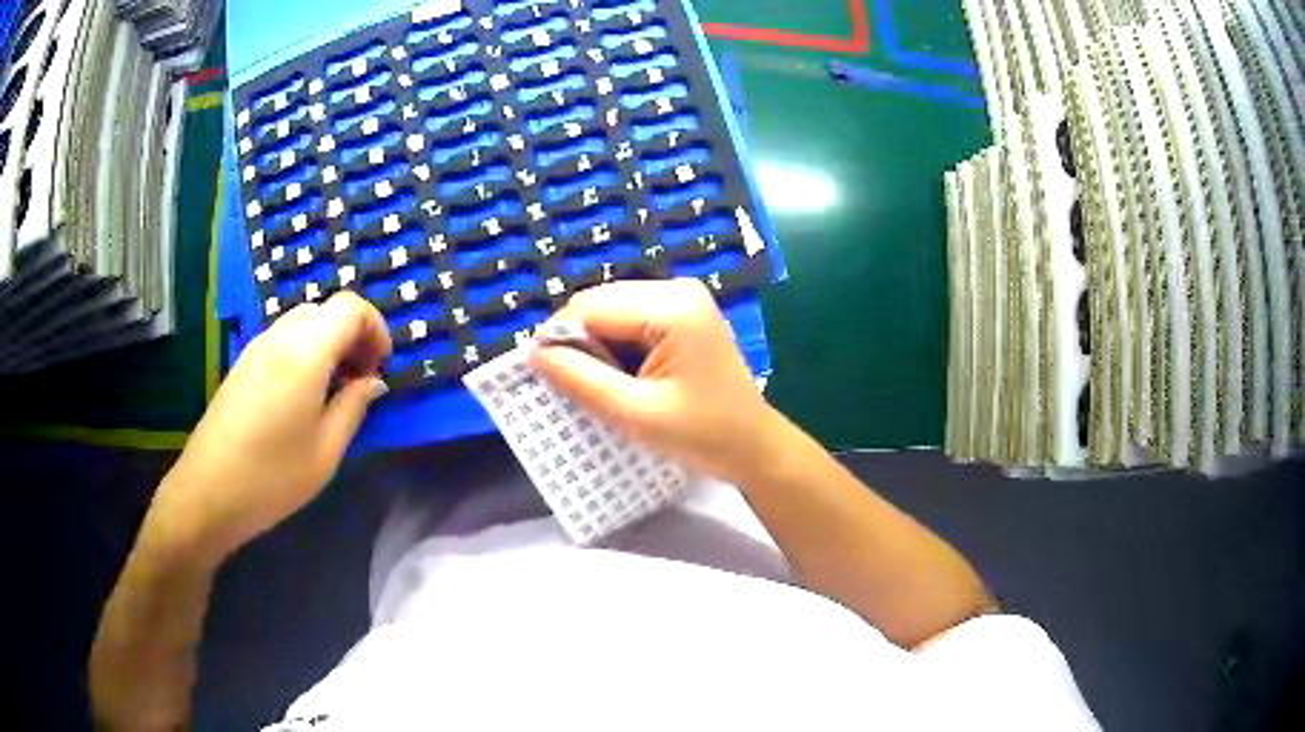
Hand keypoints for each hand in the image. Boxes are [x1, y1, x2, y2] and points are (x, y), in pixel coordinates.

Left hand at [146, 292, 390, 563]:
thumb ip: (353, 407)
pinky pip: (283, 339)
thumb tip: (372, 382)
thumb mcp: (325, 452)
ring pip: (303, 322)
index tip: (381, 367)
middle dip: (353, 334)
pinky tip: (304, 395)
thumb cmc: (272, 477)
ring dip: (329, 342)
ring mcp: (257, 348)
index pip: (351, 308)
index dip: (376, 327)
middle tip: (361, 379)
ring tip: (335, 390)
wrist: (208, 492)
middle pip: (326, 309)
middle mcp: (279, 338)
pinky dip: (306, 351)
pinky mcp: (243, 364)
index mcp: (305, 353)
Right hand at [529, 279, 781, 483]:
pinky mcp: (681, 314)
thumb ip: (582, 380)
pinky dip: (614, 347)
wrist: (753, 446)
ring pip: (611, 311)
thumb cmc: (702, 435)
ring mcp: (682, 299)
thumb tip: (534, 353)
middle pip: (600, 303)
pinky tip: (618, 377)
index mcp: (672, 306)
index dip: (558, 337)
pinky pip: (629, 320)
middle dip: (577, 342)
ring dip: (594, 346)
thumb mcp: (635, 413)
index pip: (592, 307)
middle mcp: (677, 289)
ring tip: (595, 385)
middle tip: (568, 385)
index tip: (539, 374)